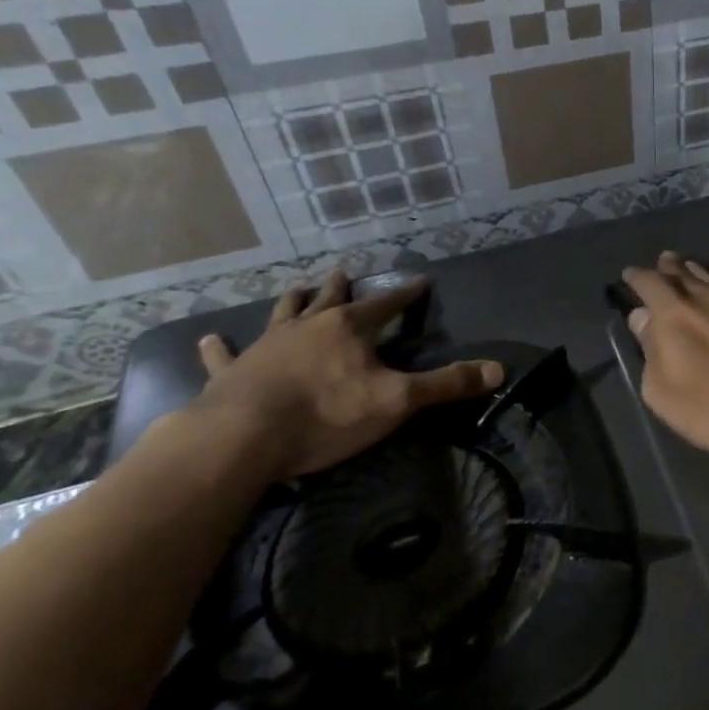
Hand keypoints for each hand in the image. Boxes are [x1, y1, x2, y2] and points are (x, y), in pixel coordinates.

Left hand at [190, 270, 502, 480]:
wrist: (242, 438)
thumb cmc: (326, 414)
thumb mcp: (398, 401)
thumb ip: (447, 384)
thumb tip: (500, 370)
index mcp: (348, 329)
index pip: (385, 305)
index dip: (404, 294)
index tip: (420, 281)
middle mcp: (307, 328)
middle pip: (329, 300)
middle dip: (341, 287)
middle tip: (344, 271)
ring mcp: (265, 347)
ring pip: (281, 316)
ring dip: (292, 302)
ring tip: (297, 287)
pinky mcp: (231, 373)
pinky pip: (224, 356)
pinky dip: (218, 349)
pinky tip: (207, 339)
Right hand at [622, 253, 708, 465]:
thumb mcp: (662, 392)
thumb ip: (649, 349)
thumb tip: (643, 318)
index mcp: (673, 314)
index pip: (649, 283)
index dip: (636, 277)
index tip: (629, 276)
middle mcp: (704, 296)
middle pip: (680, 272)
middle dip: (666, 267)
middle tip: (661, 263)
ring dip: (693, 269)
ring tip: (686, 266)